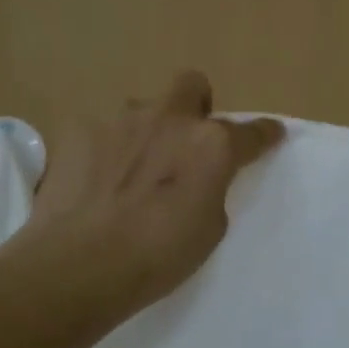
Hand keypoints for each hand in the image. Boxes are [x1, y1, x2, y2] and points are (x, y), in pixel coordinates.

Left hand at [23, 71, 283, 321]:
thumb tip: (197, 179)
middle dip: (196, 105)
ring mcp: (120, 118)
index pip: (251, 132)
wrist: (81, 262)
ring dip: (145, 131)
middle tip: (186, 140)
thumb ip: (210, 189)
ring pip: (142, 109)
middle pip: (192, 85)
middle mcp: (169, 118)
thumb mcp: (209, 229)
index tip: (270, 135)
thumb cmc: (158, 256)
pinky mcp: (78, 128)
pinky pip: (101, 130)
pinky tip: (94, 179)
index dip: (264, 134)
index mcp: (211, 145)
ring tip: (131, 169)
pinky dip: (104, 149)